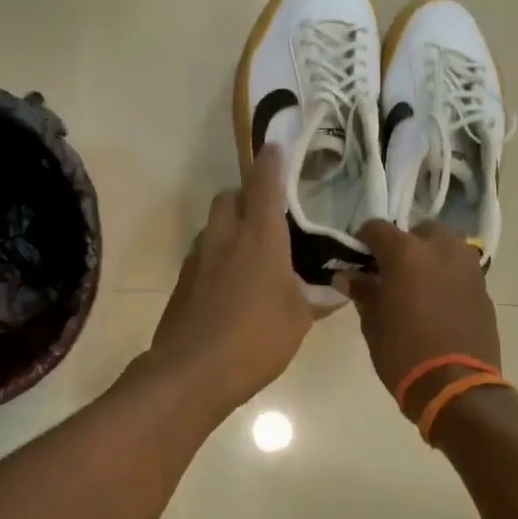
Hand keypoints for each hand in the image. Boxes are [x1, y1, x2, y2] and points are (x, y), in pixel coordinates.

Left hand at [143, 144, 313, 414]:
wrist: (192, 370)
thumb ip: (316, 299)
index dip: (272, 163)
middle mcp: (224, 237)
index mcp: (259, 237)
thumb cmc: (256, 338)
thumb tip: (336, 292)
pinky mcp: (182, 282)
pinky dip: (216, 257)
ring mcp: (197, 258)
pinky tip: (230, 286)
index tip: (275, 147)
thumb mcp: (298, 319)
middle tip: (266, 216)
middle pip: (228, 197)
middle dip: (245, 196)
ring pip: (212, 226)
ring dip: (229, 228)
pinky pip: (201, 255)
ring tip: (251, 255)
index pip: (265, 185)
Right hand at [338, 220, 501, 404]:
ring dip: (429, 256)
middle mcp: (440, 250)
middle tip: (390, 270)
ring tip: (416, 283)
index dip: (364, 240)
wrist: (456, 387)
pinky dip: (447, 276)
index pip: (377, 228)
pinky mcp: (483, 288)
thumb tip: (348, 276)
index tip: (358, 257)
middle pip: (419, 230)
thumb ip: (362, 291)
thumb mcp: (373, 323)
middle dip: (403, 244)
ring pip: (445, 246)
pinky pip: (460, 270)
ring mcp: (467, 267)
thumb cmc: (403, 354)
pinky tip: (437, 301)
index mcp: (406, 254)